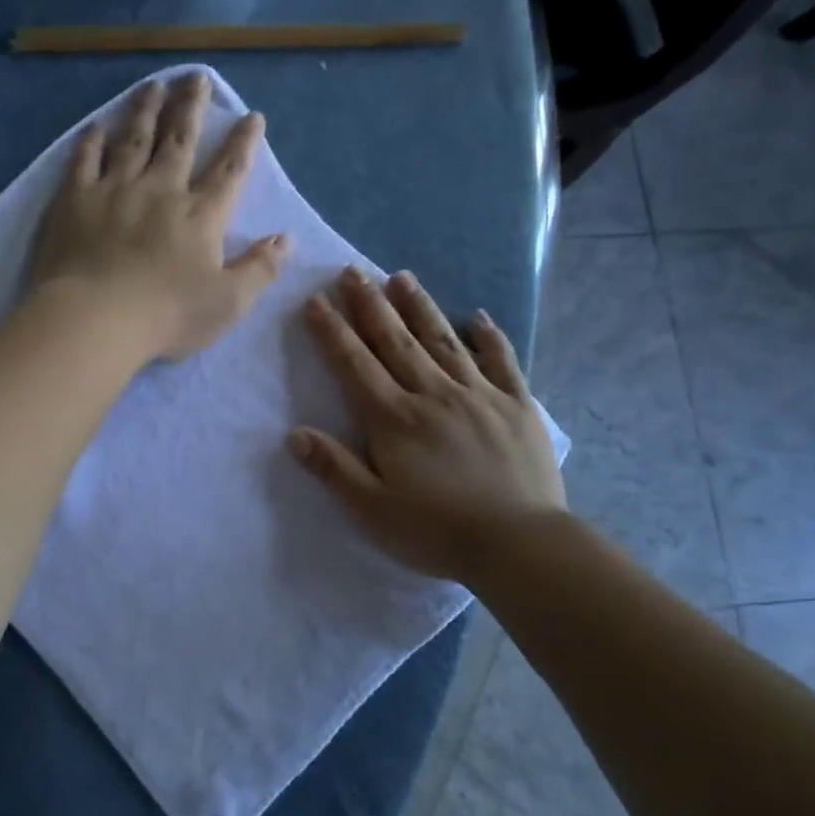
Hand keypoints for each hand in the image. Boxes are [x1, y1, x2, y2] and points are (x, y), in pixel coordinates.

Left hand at [28, 72, 289, 361]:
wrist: (96, 318)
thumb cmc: (168, 315)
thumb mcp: (229, 301)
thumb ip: (260, 269)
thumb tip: (286, 240)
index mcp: (200, 215)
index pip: (228, 171)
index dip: (243, 143)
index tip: (252, 116)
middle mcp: (160, 190)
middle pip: (180, 140)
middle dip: (191, 107)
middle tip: (196, 78)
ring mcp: (114, 190)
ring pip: (133, 139)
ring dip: (146, 110)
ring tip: (153, 85)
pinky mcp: (75, 200)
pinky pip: (84, 160)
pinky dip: (92, 140)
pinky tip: (96, 125)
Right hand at [290, 268, 566, 582]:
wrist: (519, 544)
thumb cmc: (437, 531)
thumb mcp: (372, 510)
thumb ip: (334, 469)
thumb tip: (295, 434)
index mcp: (395, 420)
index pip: (355, 365)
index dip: (333, 332)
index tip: (316, 301)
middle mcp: (434, 394)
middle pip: (396, 341)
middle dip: (371, 305)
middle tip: (353, 271)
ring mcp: (479, 395)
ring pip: (443, 340)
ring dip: (420, 307)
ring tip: (401, 277)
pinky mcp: (517, 405)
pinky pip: (501, 361)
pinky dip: (488, 336)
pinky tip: (478, 317)